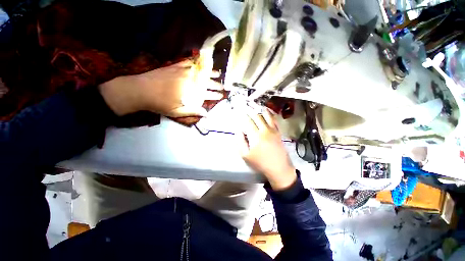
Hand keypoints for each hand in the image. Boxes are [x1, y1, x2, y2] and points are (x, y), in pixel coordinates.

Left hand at [98, 60, 222, 116]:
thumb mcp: (177, 111)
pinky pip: (190, 62)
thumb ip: (193, 111)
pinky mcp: (176, 66)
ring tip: (218, 74)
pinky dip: (198, 63)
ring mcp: (183, 71)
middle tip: (223, 87)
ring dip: (210, 73)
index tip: (221, 96)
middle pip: (206, 82)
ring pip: (201, 72)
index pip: (207, 93)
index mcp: (190, 91)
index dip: (215, 95)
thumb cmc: (159, 103)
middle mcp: (189, 79)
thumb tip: (207, 114)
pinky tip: (202, 63)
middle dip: (216, 85)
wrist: (140, 90)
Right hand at [238, 109, 296, 190]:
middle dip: (251, 112)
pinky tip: (267, 113)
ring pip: (266, 116)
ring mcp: (273, 130)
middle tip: (247, 109)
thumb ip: (240, 142)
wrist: (278, 168)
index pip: (248, 122)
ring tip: (257, 108)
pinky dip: (270, 115)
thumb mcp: (246, 155)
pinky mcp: (278, 132)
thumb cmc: (260, 163)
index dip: (243, 117)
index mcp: (256, 136)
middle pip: (257, 117)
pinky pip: (274, 120)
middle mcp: (264, 130)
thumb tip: (238, 131)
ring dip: (260, 111)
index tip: (240, 114)